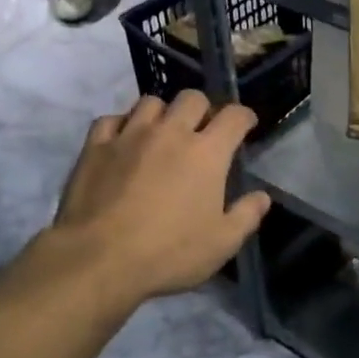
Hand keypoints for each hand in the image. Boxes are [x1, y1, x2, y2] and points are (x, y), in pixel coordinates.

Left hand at [51, 90, 271, 305]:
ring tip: (160, 132)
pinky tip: (121, 140)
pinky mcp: (96, 146)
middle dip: (202, 108)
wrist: (99, 259)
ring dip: (162, 113)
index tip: (245, 124)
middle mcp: (171, 132)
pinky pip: (110, 119)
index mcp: (207, 152)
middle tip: (201, 129)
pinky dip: (120, 125)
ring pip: (151, 102)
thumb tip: (263, 196)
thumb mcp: (221, 244)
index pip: (233, 116)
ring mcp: (130, 135)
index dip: (243, 116)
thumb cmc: (168, 253)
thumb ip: (246, 216)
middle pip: (192, 98)